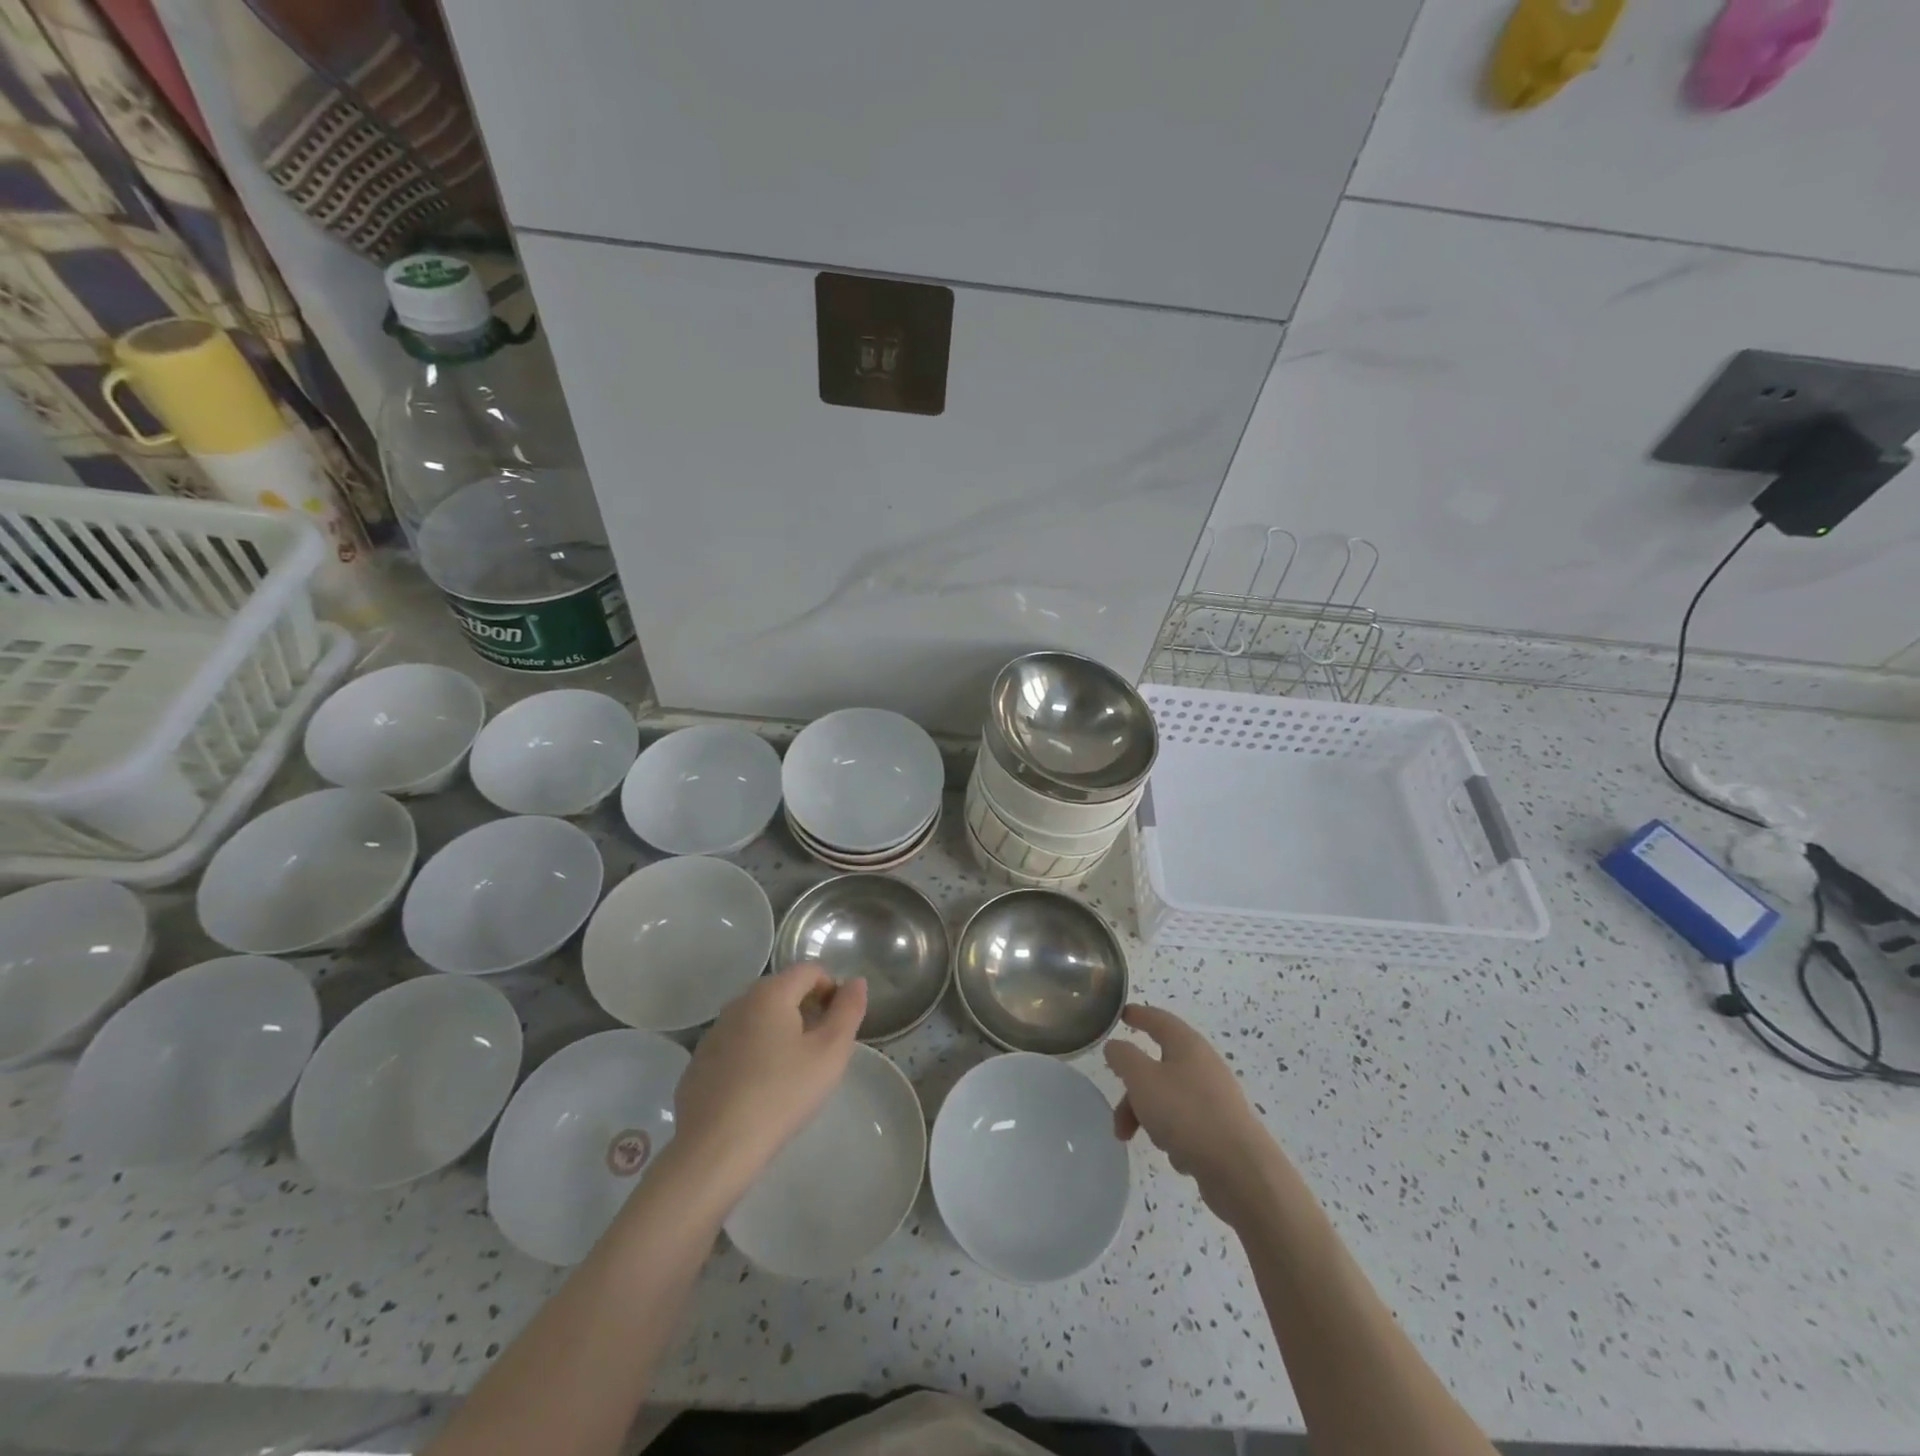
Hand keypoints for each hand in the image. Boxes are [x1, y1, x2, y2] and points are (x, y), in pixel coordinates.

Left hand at [670, 966, 867, 1200]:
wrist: (715, 1148)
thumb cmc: (781, 1093)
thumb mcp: (830, 1053)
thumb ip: (849, 1011)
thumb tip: (855, 982)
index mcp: (770, 993)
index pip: (809, 970)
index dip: (832, 989)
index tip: (839, 1024)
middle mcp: (738, 1002)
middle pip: (783, 991)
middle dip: (807, 1010)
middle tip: (820, 1050)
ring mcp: (714, 1032)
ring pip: (758, 1018)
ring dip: (780, 1032)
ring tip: (792, 1072)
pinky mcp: (699, 1062)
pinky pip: (737, 1044)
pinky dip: (754, 1054)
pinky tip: (760, 1090)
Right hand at [1104, 1003, 1272, 1216]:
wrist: (1241, 1171)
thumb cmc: (1186, 1114)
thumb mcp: (1142, 1079)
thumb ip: (1124, 1057)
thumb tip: (1116, 1045)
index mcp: (1187, 1045)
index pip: (1158, 1019)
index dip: (1138, 1015)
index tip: (1120, 1015)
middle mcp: (1203, 1065)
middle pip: (1158, 1067)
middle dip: (1133, 1091)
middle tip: (1118, 1117)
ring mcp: (1215, 1098)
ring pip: (1168, 1098)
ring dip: (1149, 1117)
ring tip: (1145, 1142)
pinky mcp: (1222, 1129)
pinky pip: (1186, 1124)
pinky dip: (1174, 1136)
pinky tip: (1178, 1156)